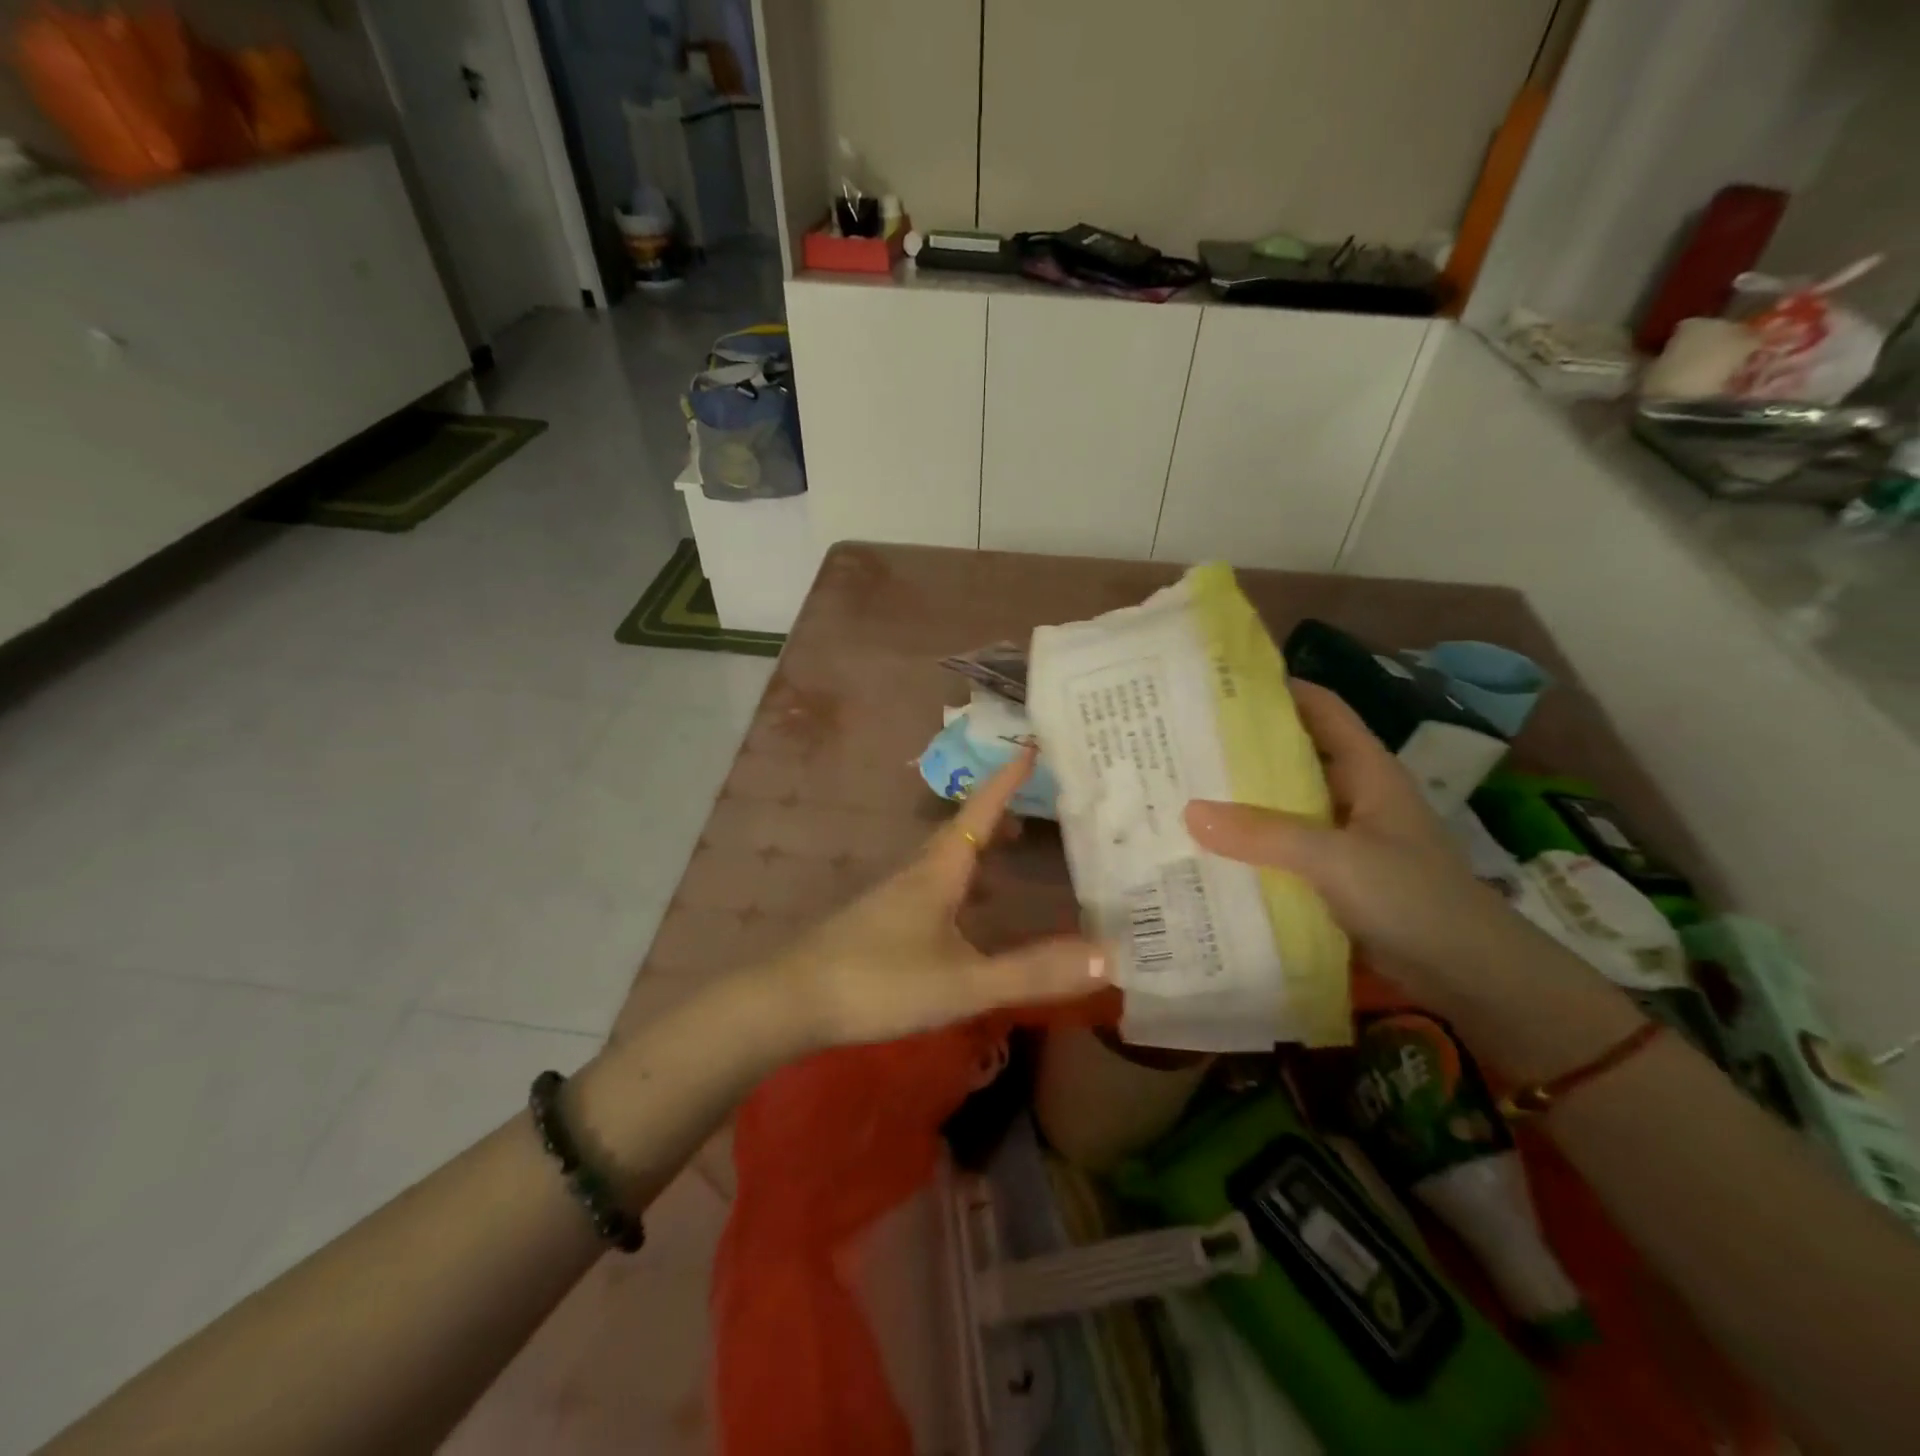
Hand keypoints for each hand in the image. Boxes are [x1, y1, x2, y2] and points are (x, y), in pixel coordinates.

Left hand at [768, 747, 1107, 1048]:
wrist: (792, 1001)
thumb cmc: (880, 982)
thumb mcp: (964, 982)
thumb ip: (1033, 972)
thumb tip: (1108, 957)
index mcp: (938, 871)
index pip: (979, 812)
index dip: (1006, 780)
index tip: (1031, 745)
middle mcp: (916, 873)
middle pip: (961, 831)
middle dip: (996, 813)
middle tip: (1032, 808)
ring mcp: (893, 897)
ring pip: (943, 859)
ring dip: (977, 847)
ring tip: (1007, 851)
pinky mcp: (879, 922)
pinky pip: (931, 886)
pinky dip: (959, 881)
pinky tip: (964, 912)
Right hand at [1183, 680, 1514, 996]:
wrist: (1470, 975)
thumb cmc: (1413, 898)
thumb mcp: (1336, 859)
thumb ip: (1265, 834)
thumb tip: (1189, 810)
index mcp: (1368, 771)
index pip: (1322, 709)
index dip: (1280, 690)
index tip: (1222, 687)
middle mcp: (1356, 795)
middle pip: (1297, 756)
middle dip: (1247, 748)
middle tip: (1187, 743)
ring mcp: (1347, 837)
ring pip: (1288, 805)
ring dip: (1246, 802)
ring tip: (1187, 792)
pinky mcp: (1338, 876)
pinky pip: (1287, 849)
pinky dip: (1255, 846)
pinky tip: (1215, 850)